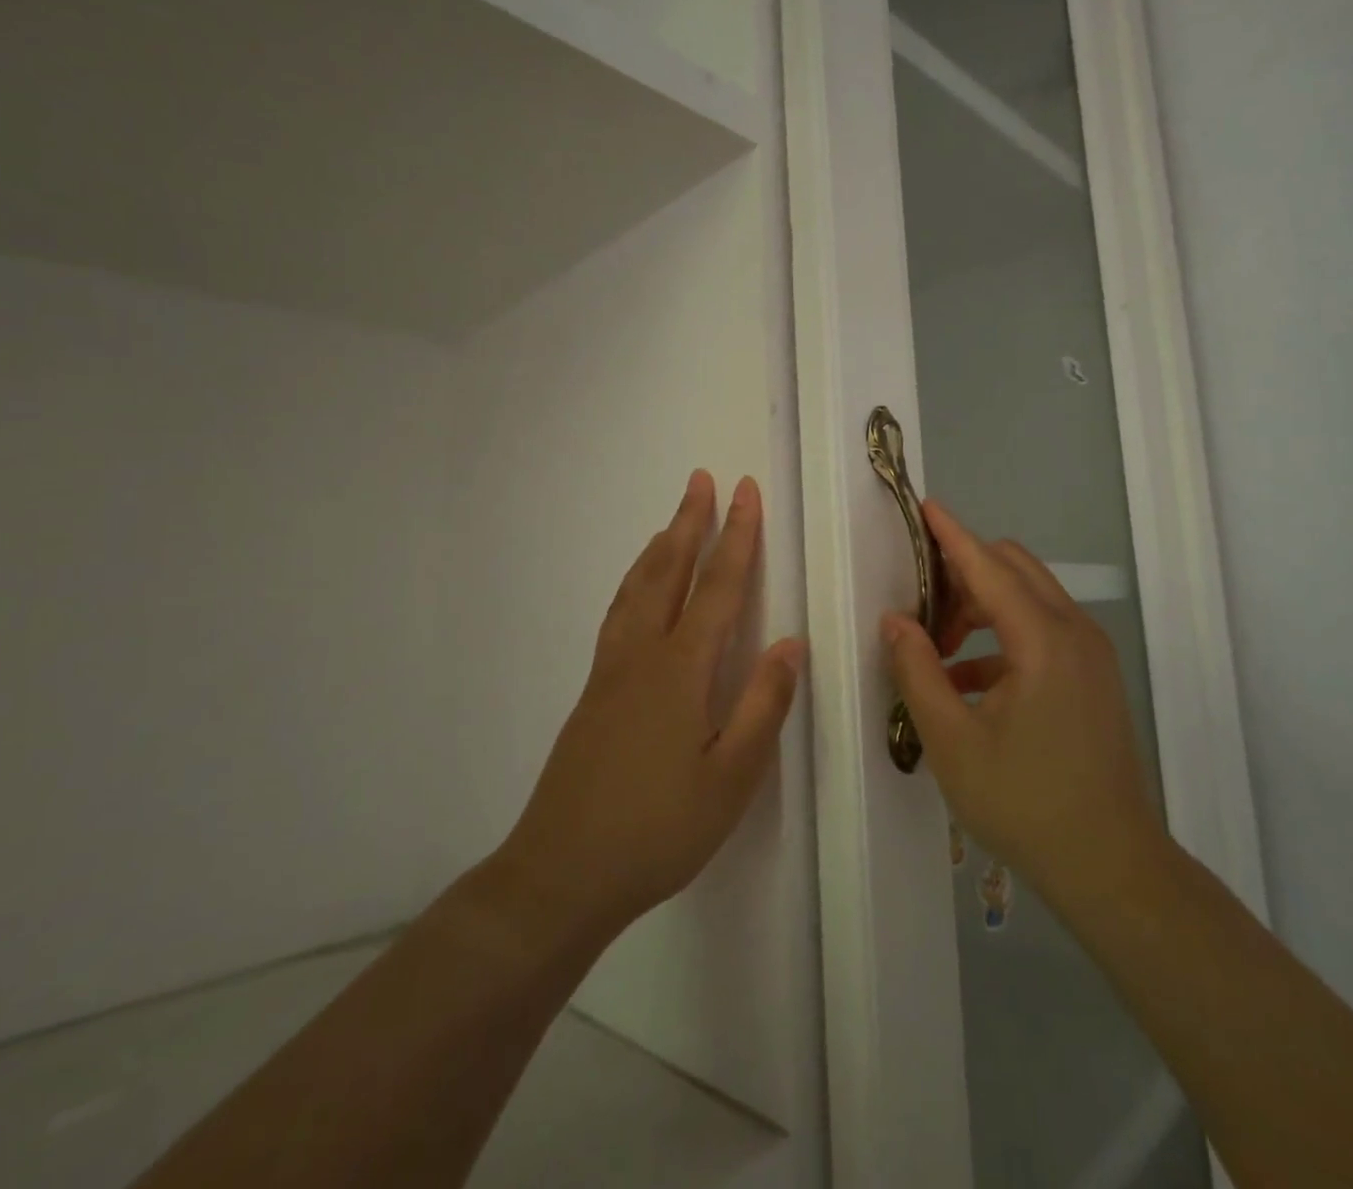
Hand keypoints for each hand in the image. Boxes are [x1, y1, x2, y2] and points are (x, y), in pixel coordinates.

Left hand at [494, 471, 803, 944]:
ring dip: (660, 547)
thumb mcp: (732, 778)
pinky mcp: (593, 692)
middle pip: (670, 572)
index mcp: (682, 670)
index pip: (719, 587)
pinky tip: (638, 590)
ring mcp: (611, 671)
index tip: (746, 493)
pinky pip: (618, 614)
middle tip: (702, 480)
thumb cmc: (659, 829)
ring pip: (637, 589)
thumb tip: (791, 642)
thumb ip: (763, 705)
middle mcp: (643, 655)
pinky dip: (634, 583)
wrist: (562, 872)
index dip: (737, 537)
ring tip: (673, 521)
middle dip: (690, 522)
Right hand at [882, 500, 1162, 911]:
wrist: (1111, 867)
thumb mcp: (952, 740)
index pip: (988, 565)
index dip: (951, 534)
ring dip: (981, 606)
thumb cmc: (1025, 803)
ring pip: (1029, 598)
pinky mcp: (1093, 677)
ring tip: (936, 646)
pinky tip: (967, 680)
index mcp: (1043, 640)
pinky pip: (1042, 632)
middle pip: (1014, 569)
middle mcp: (1074, 632)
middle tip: (919, 601)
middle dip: (963, 570)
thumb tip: (894, 620)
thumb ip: (917, 671)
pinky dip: (1001, 637)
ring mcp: (1090, 654)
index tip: (923, 506)